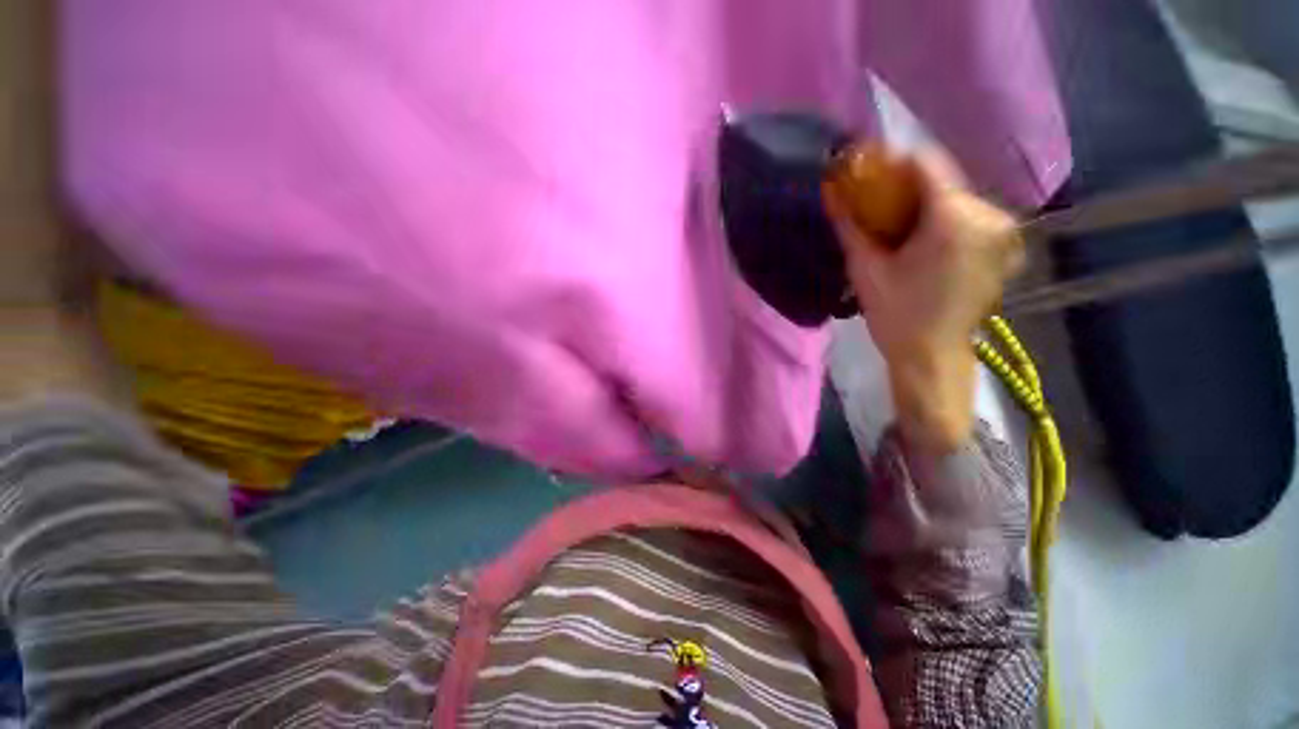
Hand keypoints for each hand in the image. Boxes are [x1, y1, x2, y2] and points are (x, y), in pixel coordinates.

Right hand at [827, 151, 1023, 451]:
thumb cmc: (896, 315)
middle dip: (909, 188)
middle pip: (944, 183)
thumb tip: (829, 190)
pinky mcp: (1007, 247)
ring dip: (927, 205)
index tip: (869, 170)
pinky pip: (972, 218)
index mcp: (955, 219)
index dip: (894, 161)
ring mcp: (1005, 231)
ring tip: (900, 228)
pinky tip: (926, 243)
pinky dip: (947, 221)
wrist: (932, 357)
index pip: (927, 164)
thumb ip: (849, 225)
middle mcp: (990, 215)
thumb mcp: (865, 269)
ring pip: (958, 200)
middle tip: (878, 206)